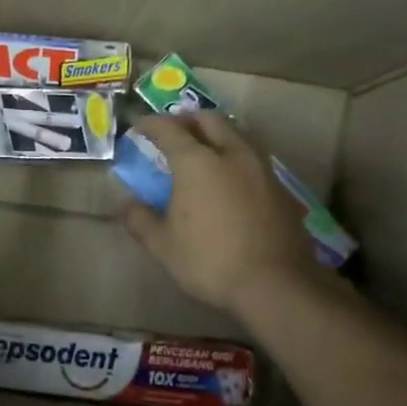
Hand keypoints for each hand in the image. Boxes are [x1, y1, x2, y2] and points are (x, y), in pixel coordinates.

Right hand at [120, 113, 329, 323]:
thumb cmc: (209, 260)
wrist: (275, 285)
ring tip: (201, 151)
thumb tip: (126, 204)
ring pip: (235, 135)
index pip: (169, 129)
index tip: (138, 125)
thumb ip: (140, 219)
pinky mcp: (280, 188)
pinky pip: (252, 158)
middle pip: (209, 120)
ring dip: (215, 135)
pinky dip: (234, 157)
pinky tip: (228, 179)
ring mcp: (261, 169)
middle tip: (172, 131)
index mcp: (197, 162)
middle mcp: (231, 155)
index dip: (151, 124)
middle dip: (187, 120)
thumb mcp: (162, 245)